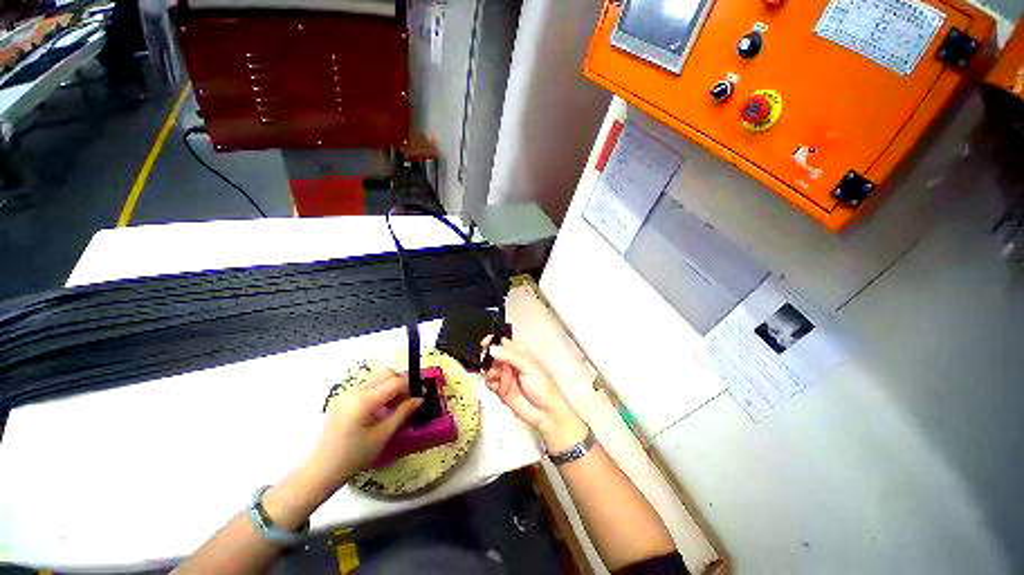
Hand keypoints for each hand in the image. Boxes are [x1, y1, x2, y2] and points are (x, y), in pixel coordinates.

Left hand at [304, 369, 422, 490]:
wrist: (320, 471)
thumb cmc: (354, 456)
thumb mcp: (383, 435)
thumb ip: (402, 413)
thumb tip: (420, 398)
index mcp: (364, 400)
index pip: (396, 381)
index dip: (410, 387)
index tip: (419, 398)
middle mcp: (355, 391)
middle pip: (386, 374)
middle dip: (400, 383)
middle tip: (405, 402)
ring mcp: (346, 394)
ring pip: (376, 379)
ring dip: (389, 388)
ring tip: (393, 408)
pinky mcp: (342, 399)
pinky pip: (366, 387)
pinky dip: (378, 393)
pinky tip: (379, 412)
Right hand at [482, 337, 587, 452]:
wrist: (546, 414)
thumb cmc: (543, 387)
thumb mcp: (528, 367)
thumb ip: (510, 356)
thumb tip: (492, 348)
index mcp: (521, 354)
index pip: (504, 343)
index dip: (494, 342)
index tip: (484, 343)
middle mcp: (512, 363)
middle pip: (494, 355)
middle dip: (488, 358)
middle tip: (487, 363)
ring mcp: (506, 377)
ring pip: (490, 368)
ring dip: (489, 371)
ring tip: (495, 376)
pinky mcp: (501, 390)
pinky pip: (490, 382)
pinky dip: (490, 382)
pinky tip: (496, 386)